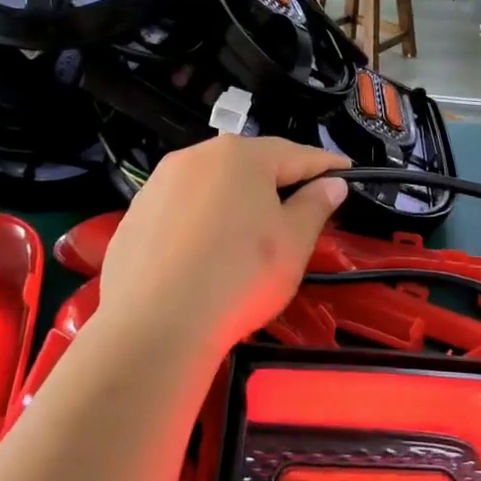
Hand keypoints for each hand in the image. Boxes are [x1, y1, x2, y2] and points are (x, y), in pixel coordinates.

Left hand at [96, 137, 349, 368]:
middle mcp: (196, 157)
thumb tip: (331, 184)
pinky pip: (183, 210)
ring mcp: (159, 185)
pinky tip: (209, 253)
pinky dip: (203, 222)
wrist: (154, 326)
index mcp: (240, 156)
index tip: (346, 173)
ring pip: (213, 185)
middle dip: (279, 181)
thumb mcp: (294, 243)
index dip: (326, 166)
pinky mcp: (134, 217)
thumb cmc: (239, 276)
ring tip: (252, 232)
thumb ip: (316, 205)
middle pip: (250, 165)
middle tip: (302, 207)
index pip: (297, 154)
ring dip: (237, 200)